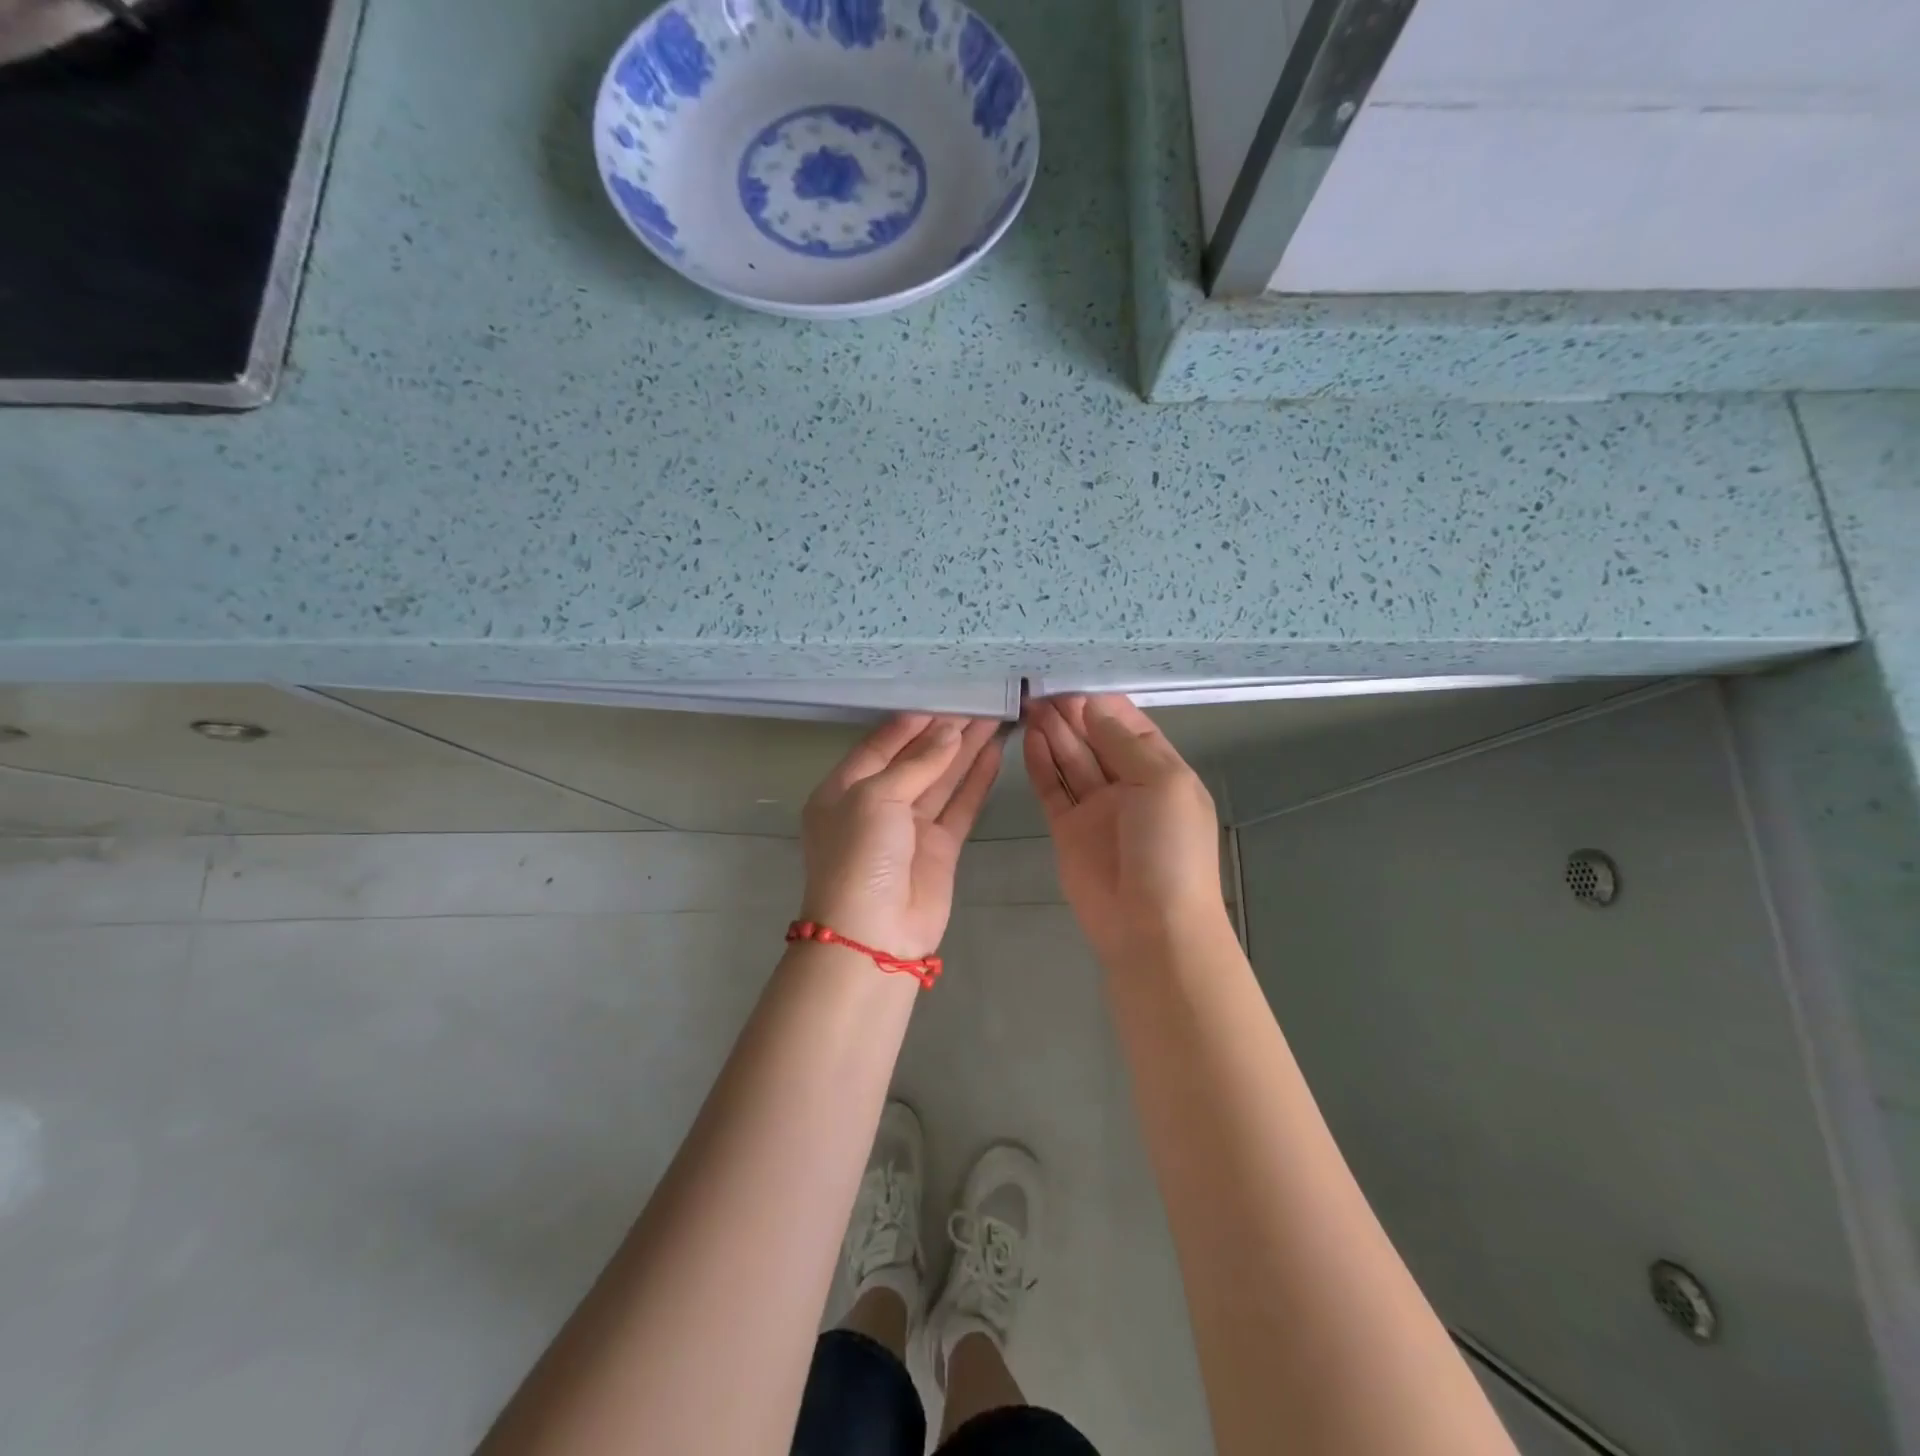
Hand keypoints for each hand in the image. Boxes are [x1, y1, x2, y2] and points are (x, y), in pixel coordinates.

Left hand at [800, 714, 1004, 958]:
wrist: (873, 935)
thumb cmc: (860, 856)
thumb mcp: (876, 798)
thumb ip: (916, 763)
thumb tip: (949, 732)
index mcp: (845, 788)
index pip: (880, 745)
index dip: (911, 722)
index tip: (943, 697)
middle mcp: (877, 804)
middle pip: (915, 758)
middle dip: (944, 732)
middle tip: (979, 701)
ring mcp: (910, 827)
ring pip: (942, 779)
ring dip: (965, 750)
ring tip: (995, 717)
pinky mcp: (940, 847)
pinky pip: (960, 806)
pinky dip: (976, 781)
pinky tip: (995, 754)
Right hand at [1024, 695, 1229, 968]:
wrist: (1151, 926)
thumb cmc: (1169, 850)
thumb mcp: (1162, 784)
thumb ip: (1125, 743)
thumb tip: (1094, 705)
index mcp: (1161, 772)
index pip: (1130, 727)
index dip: (1103, 705)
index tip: (1073, 681)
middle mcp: (1128, 785)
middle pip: (1096, 740)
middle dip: (1073, 714)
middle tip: (1041, 688)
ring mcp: (1096, 808)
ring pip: (1072, 760)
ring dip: (1054, 733)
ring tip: (1030, 704)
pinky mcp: (1067, 828)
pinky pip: (1052, 788)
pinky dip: (1041, 764)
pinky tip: (1029, 738)